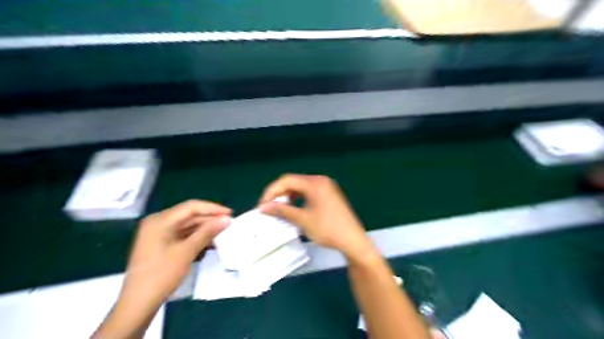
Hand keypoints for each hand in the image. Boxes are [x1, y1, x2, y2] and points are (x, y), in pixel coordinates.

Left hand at [97, 201, 230, 336]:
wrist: (138, 304)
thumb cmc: (162, 274)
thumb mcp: (187, 251)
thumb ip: (208, 232)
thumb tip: (227, 218)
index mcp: (160, 220)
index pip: (191, 207)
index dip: (213, 209)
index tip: (231, 214)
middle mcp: (158, 223)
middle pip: (189, 216)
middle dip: (210, 220)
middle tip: (229, 225)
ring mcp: (159, 234)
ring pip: (188, 226)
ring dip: (205, 230)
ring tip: (223, 234)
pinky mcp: (161, 245)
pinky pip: (183, 236)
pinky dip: (196, 239)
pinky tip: (210, 244)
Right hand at [258, 175, 373, 261]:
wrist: (353, 241)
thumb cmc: (328, 229)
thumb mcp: (303, 220)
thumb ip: (283, 210)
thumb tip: (264, 207)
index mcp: (315, 183)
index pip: (287, 180)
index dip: (272, 191)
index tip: (262, 205)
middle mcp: (321, 181)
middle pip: (294, 182)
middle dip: (279, 194)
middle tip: (269, 207)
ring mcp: (327, 187)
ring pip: (301, 187)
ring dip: (289, 196)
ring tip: (280, 209)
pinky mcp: (329, 195)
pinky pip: (309, 192)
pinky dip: (299, 199)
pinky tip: (294, 209)